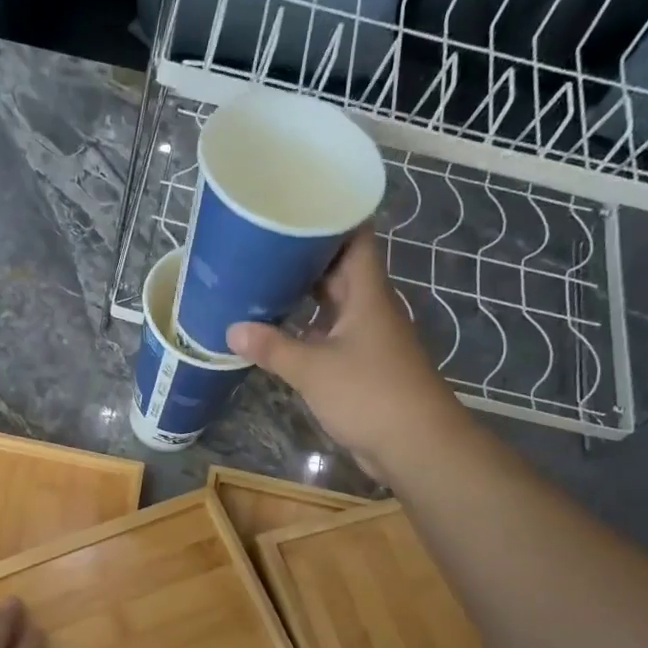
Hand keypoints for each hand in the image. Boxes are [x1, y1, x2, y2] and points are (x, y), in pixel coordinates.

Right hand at [226, 227, 458, 474]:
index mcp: (367, 294)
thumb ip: (272, 348)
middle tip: (261, 243)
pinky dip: (305, 330)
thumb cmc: (370, 394)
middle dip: (304, 255)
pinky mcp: (361, 365)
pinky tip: (275, 332)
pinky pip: (329, 335)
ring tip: (259, 281)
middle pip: (339, 269)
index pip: (355, 238)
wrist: (415, 445)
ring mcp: (367, 337)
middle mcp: (369, 308)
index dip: (331, 215)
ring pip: (332, 304)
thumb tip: (231, 329)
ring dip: (302, 295)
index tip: (296, 202)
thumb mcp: (313, 369)